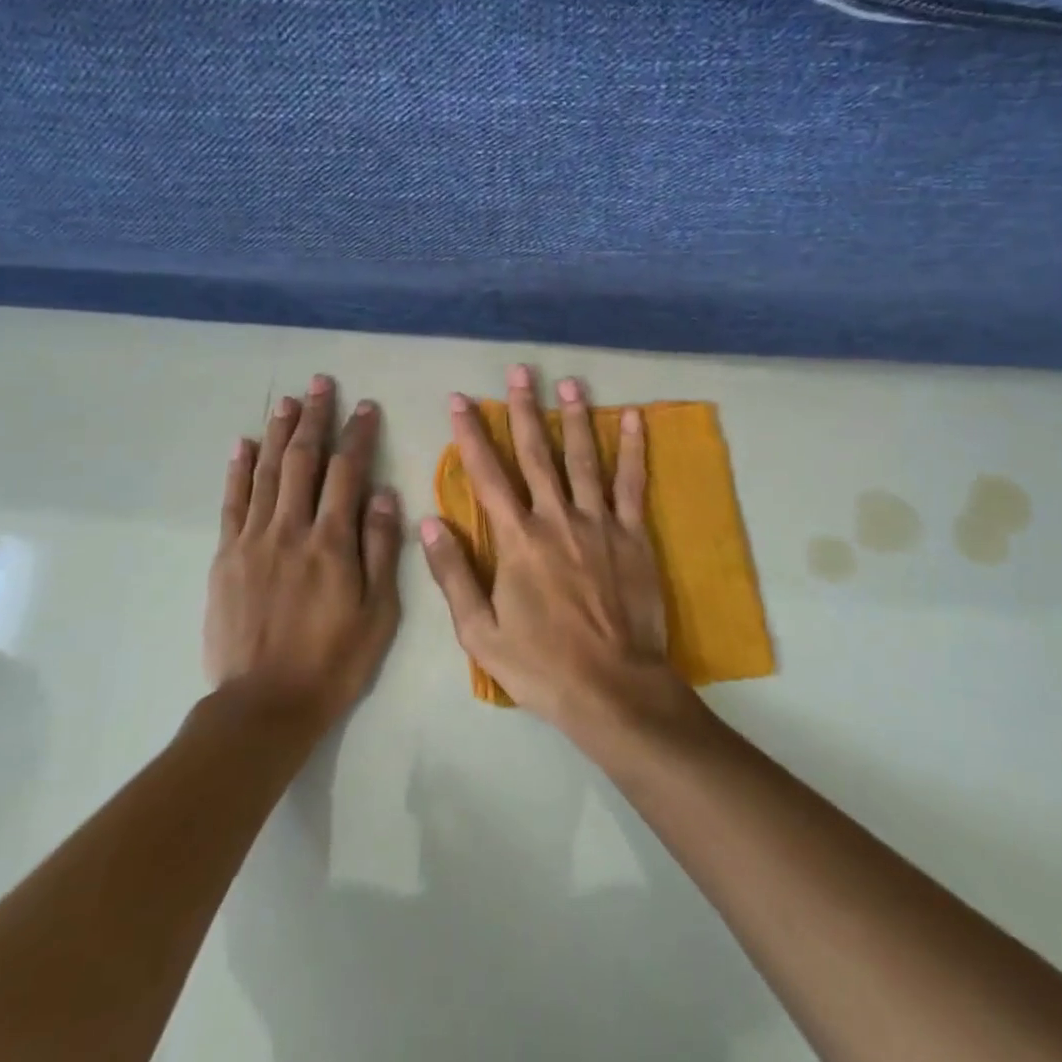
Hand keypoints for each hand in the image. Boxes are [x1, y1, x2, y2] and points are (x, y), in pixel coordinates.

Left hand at [206, 375, 401, 729]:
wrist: (264, 706)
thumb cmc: (334, 662)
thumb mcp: (378, 613)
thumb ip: (381, 550)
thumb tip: (385, 494)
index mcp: (332, 542)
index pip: (347, 472)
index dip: (357, 435)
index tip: (365, 406)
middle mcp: (291, 529)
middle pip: (303, 460)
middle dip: (313, 418)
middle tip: (320, 384)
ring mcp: (253, 540)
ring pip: (266, 472)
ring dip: (277, 432)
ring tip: (286, 401)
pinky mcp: (226, 556)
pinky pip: (232, 503)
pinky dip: (238, 470)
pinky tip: (242, 445)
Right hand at [420, 364, 686, 732]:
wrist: (613, 689)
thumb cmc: (541, 665)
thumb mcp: (480, 632)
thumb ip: (453, 574)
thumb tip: (429, 522)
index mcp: (517, 539)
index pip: (487, 474)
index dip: (471, 434)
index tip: (460, 399)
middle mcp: (556, 518)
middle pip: (536, 453)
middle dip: (523, 409)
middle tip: (519, 371)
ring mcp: (599, 522)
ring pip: (583, 458)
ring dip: (574, 417)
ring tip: (568, 382)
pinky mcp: (633, 535)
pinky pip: (632, 484)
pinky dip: (631, 449)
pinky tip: (631, 418)